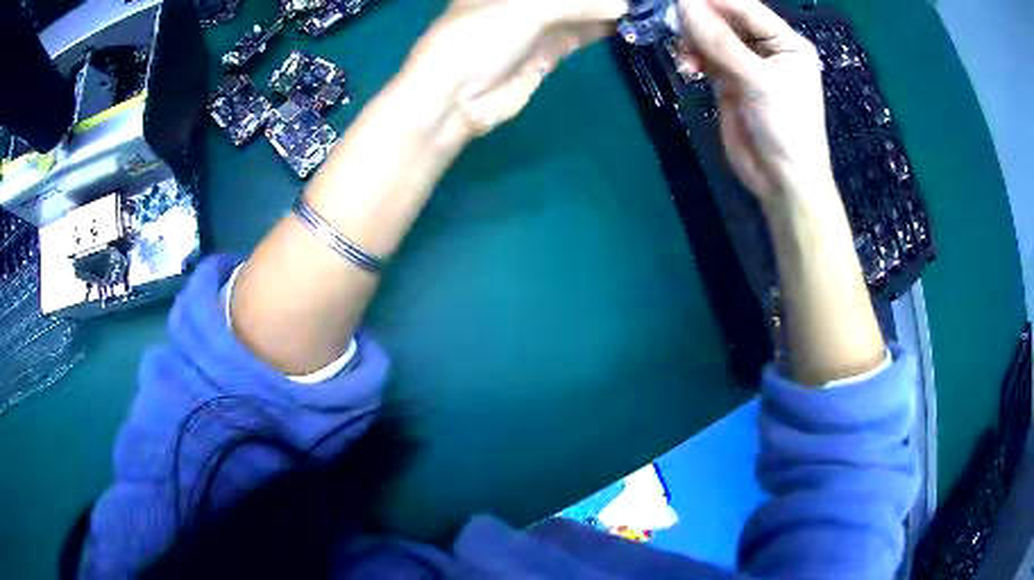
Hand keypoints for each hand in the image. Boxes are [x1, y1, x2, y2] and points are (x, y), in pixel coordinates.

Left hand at [401, 0, 626, 138]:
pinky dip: (599, 29)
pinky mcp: (544, 55)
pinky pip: (577, 36)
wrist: (455, 99)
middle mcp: (517, 3)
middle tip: (637, 0)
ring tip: (639, 9)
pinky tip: (624, 24)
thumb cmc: (479, 38)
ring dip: (603, 9)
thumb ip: (578, 3)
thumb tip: (624, 6)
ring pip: (576, 12)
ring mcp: (532, 28)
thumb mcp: (526, 9)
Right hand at [675, 0, 830, 207]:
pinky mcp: (730, 81)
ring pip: (712, 37)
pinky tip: (687, 66)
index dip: (713, 1)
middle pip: (726, 19)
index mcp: (786, 42)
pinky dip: (693, 57)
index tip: (680, 0)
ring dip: (693, 41)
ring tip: (684, 56)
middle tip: (672, 23)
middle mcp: (767, 48)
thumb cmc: (786, 128)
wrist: (782, 181)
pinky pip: (706, 57)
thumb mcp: (759, 81)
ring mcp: (747, 64)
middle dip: (699, 21)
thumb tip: (684, 5)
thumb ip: (721, 42)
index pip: (745, 8)